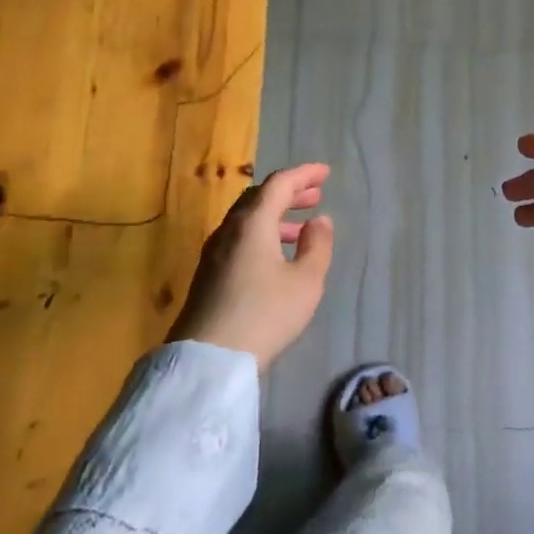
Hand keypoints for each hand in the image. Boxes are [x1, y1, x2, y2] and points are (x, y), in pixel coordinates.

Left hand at [166, 163, 334, 370]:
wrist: (208, 360)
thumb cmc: (265, 314)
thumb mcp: (306, 282)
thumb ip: (317, 246)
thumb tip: (319, 221)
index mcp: (253, 222)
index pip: (279, 183)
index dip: (303, 174)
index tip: (325, 173)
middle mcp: (230, 229)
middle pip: (259, 198)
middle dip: (289, 193)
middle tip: (315, 196)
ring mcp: (214, 252)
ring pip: (247, 219)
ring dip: (276, 216)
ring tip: (302, 228)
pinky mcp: (208, 274)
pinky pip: (239, 238)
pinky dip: (262, 234)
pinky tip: (276, 256)